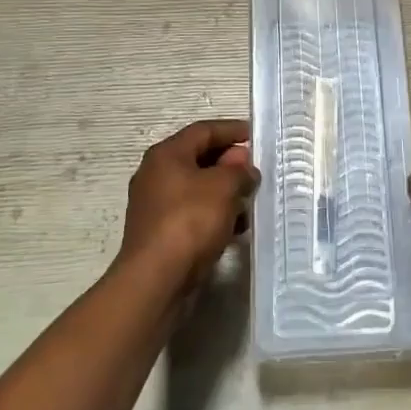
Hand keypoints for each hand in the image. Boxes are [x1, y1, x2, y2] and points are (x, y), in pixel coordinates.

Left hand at [117, 119, 258, 293]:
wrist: (155, 279)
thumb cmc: (189, 221)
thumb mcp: (223, 187)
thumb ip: (239, 171)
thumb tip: (243, 168)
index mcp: (166, 154)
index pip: (203, 130)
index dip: (231, 130)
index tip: (255, 135)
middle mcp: (156, 174)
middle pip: (198, 158)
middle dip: (229, 163)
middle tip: (255, 170)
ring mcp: (155, 205)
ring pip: (197, 188)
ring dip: (224, 192)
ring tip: (250, 202)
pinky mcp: (160, 233)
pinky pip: (192, 213)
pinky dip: (214, 215)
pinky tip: (235, 228)